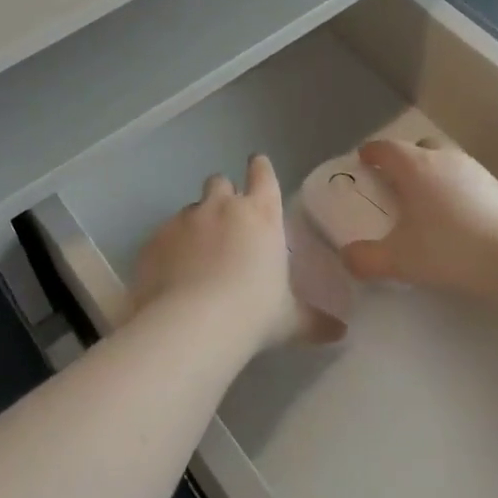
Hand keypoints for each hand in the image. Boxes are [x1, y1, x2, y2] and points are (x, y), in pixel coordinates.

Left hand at [133, 156, 336, 349]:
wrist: (191, 325)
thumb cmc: (252, 314)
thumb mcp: (290, 321)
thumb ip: (315, 321)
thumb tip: (341, 332)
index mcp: (261, 215)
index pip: (262, 174)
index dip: (260, 168)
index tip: (257, 165)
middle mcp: (221, 207)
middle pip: (219, 182)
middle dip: (223, 194)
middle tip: (226, 220)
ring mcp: (184, 219)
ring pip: (190, 208)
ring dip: (196, 224)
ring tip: (197, 255)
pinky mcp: (155, 238)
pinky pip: (164, 235)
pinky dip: (170, 248)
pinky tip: (172, 273)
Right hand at [340, 139, 497, 302]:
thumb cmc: (449, 250)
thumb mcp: (398, 260)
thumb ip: (365, 259)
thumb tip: (347, 257)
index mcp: (415, 167)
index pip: (386, 148)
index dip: (371, 152)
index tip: (363, 160)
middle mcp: (444, 159)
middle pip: (418, 147)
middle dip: (404, 160)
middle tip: (395, 183)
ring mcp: (475, 170)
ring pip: (445, 161)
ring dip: (432, 174)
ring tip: (426, 202)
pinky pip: (467, 179)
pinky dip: (455, 189)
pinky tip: (457, 217)